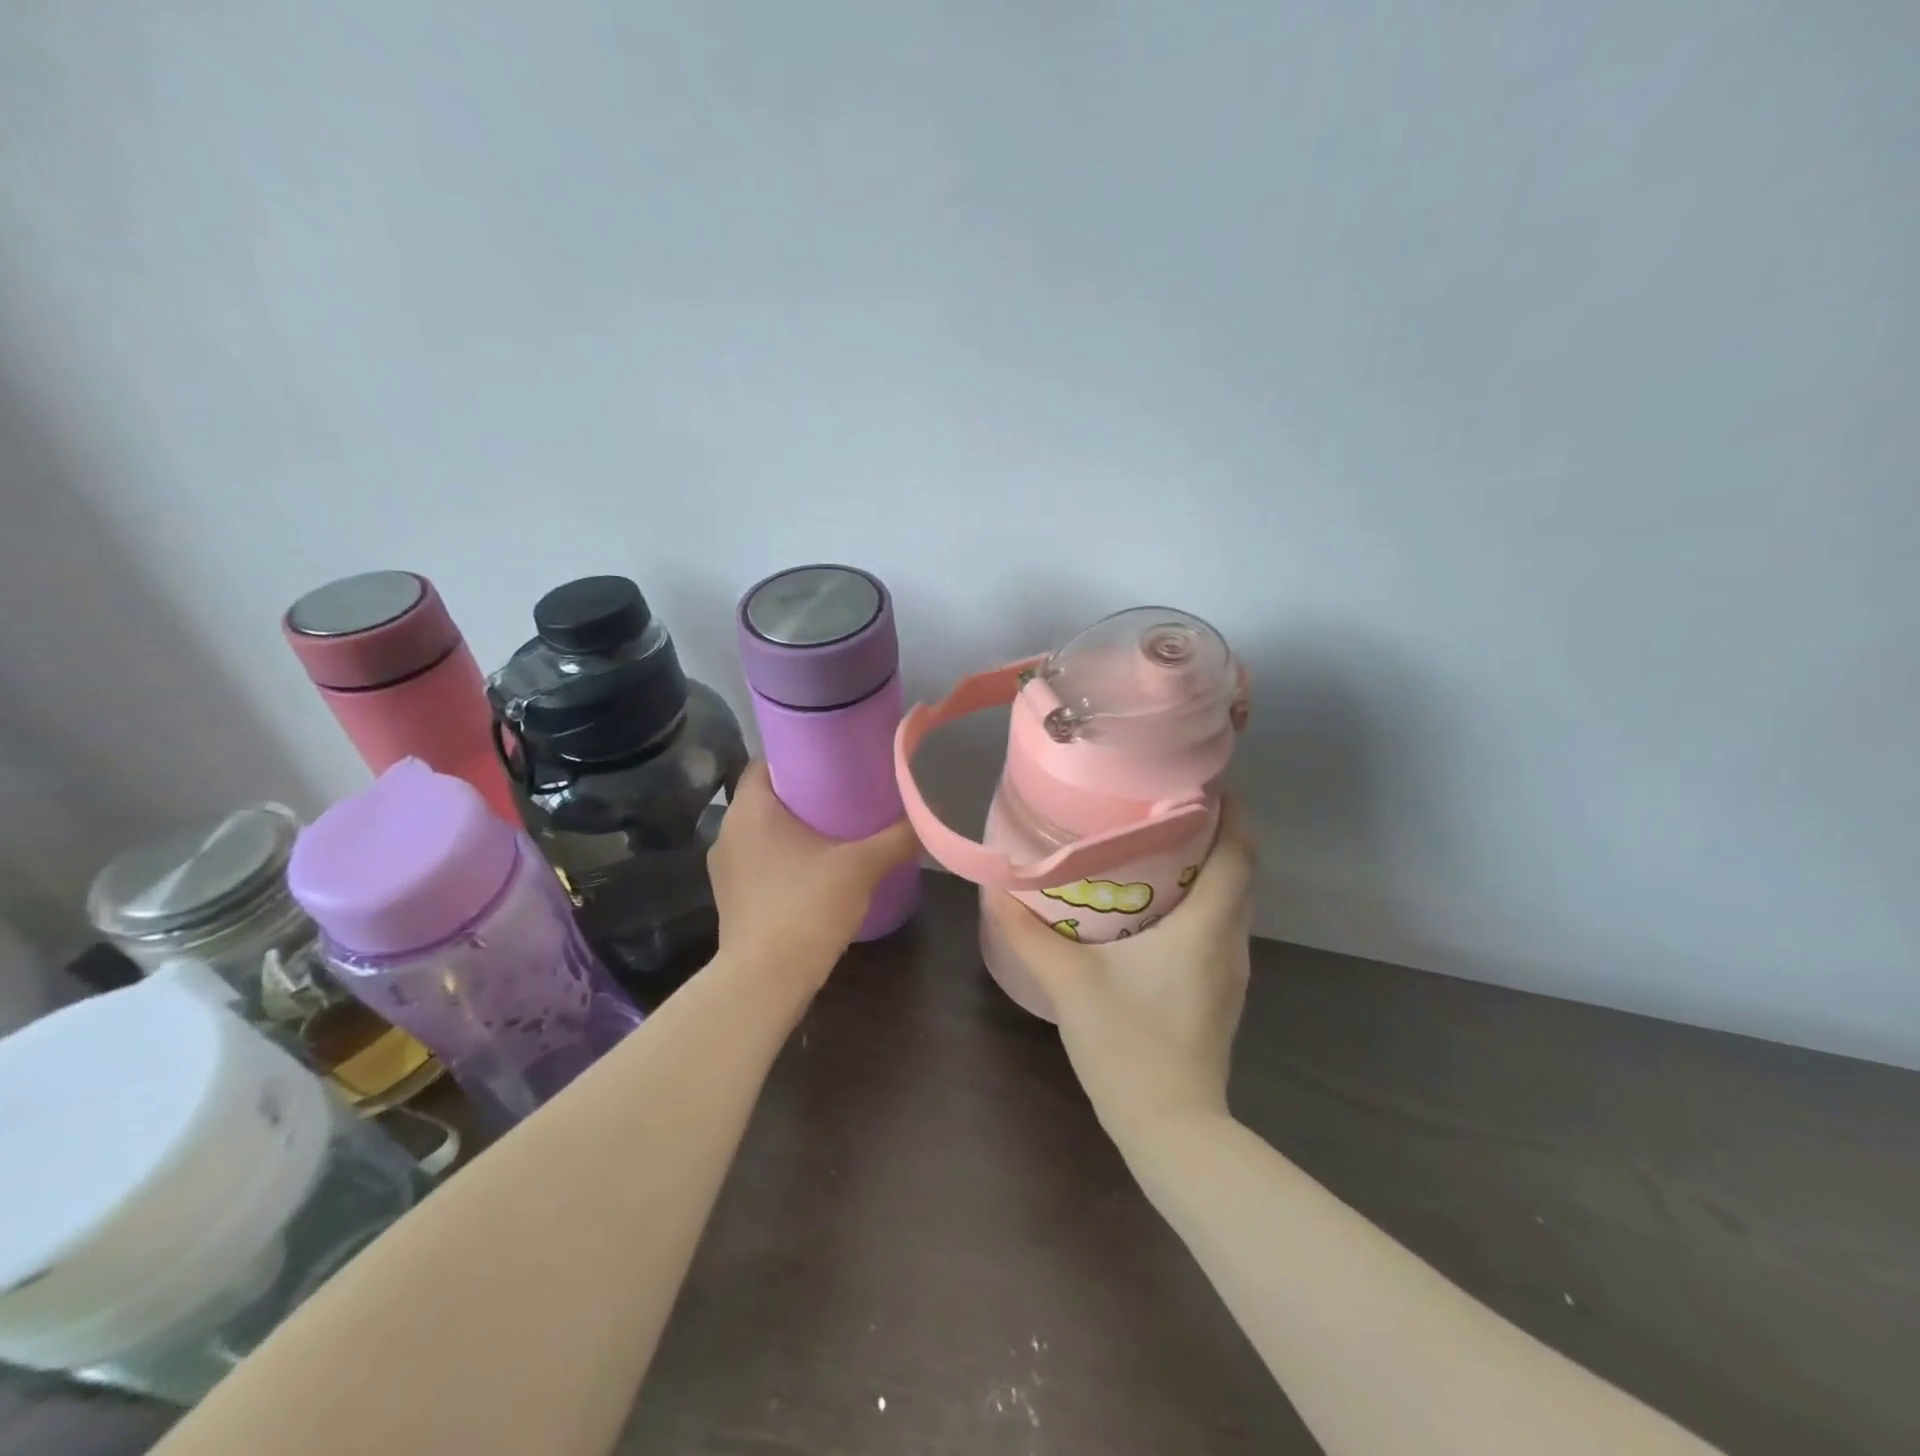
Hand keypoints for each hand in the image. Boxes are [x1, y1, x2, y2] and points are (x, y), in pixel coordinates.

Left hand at [707, 761, 920, 990]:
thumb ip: (897, 838)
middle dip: (804, 793)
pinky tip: (816, 869)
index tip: (834, 759)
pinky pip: (760, 861)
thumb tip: (928, 818)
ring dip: (794, 828)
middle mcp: (728, 832)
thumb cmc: (806, 907)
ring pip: (763, 832)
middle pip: (767, 797)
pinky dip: (785, 857)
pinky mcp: (732, 898)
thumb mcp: (861, 867)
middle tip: (846, 792)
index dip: (799, 756)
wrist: (766, 981)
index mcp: (750, 810)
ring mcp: (726, 868)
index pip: (767, 762)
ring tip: (836, 829)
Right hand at [983, 800, 1257, 1134]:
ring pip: (1228, 901)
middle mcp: (1229, 941)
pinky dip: (1196, 902)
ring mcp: (1228, 971)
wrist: (1173, 1131)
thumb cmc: (1130, 1046)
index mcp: (1207, 926)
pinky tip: (1151, 906)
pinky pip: (1216, 927)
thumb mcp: (1070, 984)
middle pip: (1238, 870)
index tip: (1199, 780)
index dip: (1229, 810)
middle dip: (1211, 831)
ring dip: (1204, 868)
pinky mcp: (1218, 992)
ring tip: (1153, 845)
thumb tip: (995, 888)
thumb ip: (1029, 934)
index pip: (1239, 851)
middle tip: (1160, 806)